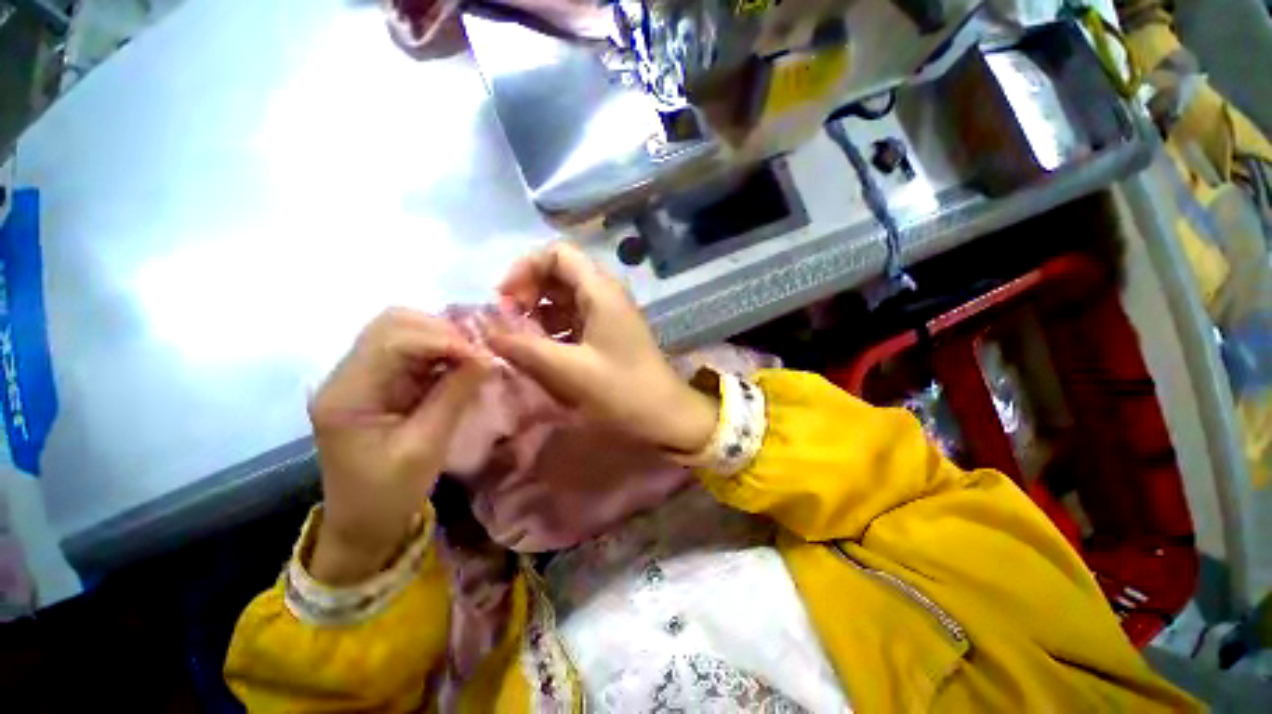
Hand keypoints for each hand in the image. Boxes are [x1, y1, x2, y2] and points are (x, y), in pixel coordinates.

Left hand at [308, 309, 491, 583]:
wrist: (364, 523)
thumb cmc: (388, 494)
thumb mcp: (426, 446)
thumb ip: (455, 395)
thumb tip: (488, 357)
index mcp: (347, 393)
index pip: (392, 340)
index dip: (442, 339)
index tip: (483, 355)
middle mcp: (347, 374)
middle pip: (393, 324)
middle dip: (442, 331)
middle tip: (480, 351)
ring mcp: (362, 376)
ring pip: (403, 331)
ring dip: (443, 338)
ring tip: (475, 356)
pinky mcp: (379, 382)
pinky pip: (412, 351)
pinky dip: (441, 351)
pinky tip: (462, 364)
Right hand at [486, 243, 717, 453]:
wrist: (666, 418)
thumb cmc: (623, 392)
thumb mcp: (569, 370)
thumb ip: (524, 348)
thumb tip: (486, 332)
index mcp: (600, 291)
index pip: (557, 254)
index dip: (525, 269)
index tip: (505, 301)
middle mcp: (606, 295)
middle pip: (559, 275)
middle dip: (528, 293)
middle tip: (508, 324)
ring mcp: (609, 316)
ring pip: (565, 300)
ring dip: (538, 315)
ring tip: (520, 341)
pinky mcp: (609, 335)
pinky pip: (574, 321)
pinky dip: (553, 331)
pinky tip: (541, 353)